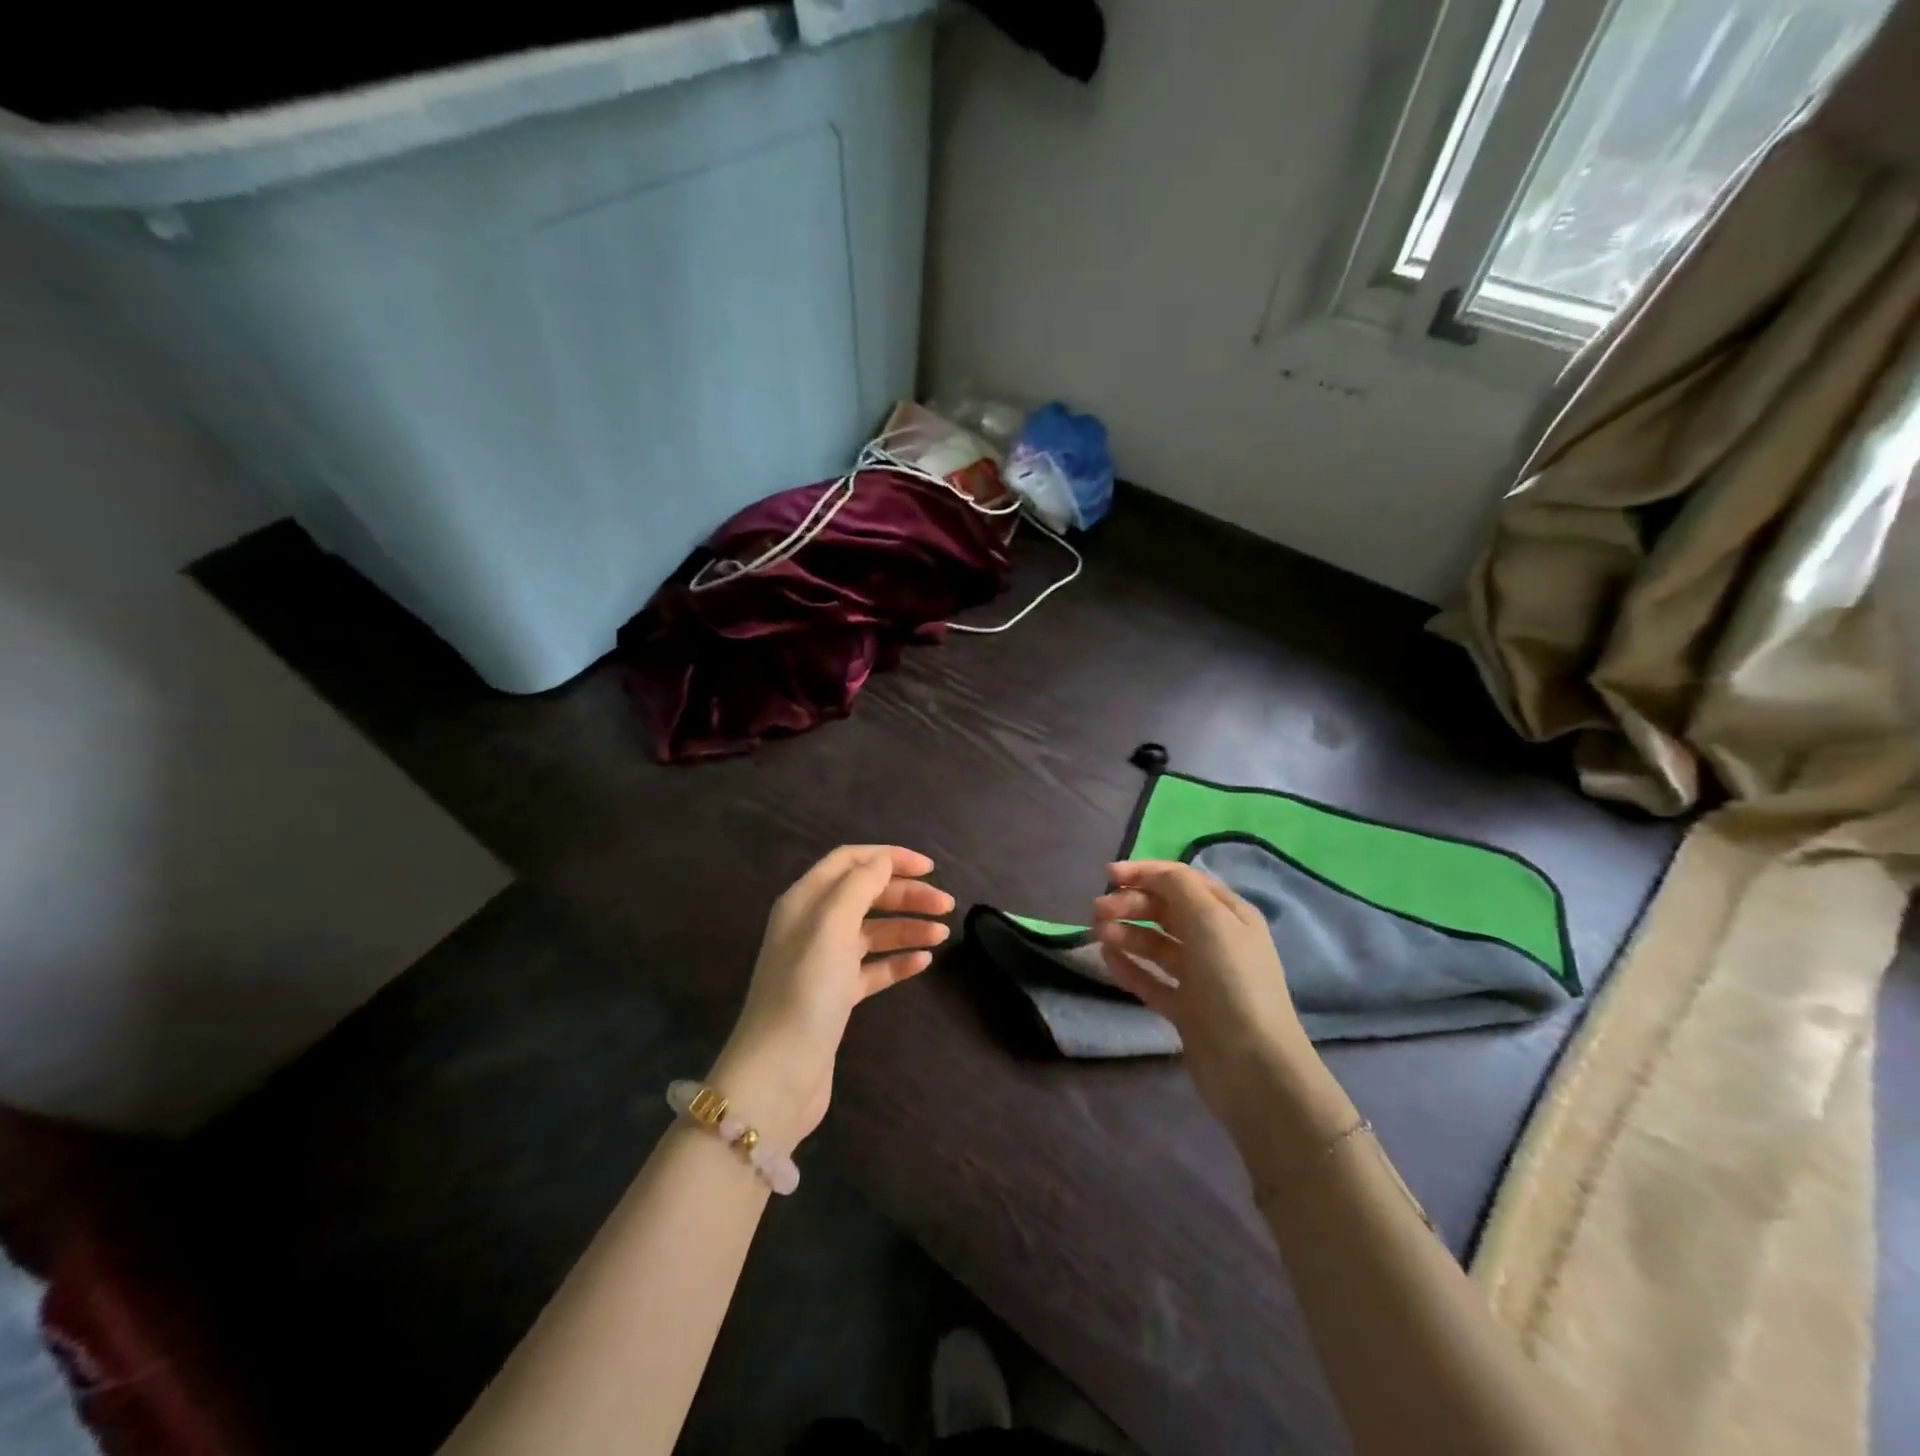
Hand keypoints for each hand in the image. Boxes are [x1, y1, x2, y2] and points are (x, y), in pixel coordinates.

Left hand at [712, 846, 953, 1147]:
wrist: (778, 1075)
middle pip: (865, 894)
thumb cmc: (806, 991)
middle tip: (946, 904)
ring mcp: (824, 963)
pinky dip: (898, 961)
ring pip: (873, 931)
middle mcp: (812, 926)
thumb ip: (859, 885)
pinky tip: (924, 962)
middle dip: (906, 894)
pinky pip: (873, 968)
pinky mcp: (836, 997)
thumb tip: (883, 860)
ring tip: (943, 934)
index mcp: (805, 901)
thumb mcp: (832, 926)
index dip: (889, 858)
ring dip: (907, 927)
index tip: (929, 867)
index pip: (849, 861)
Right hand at [1092, 860, 1319, 1137]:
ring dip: (1126, 933)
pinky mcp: (1186, 1009)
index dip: (1144, 873)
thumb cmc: (1232, 982)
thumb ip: (1178, 888)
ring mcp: (1200, 977)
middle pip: (1166, 910)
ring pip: (1156, 944)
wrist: (1252, 1066)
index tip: (1107, 875)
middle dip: (1131, 904)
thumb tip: (1152, 875)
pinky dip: (1130, 966)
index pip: (1181, 880)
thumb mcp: (1210, 920)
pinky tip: (1107, 958)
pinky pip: (1152, 979)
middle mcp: (1216, 941)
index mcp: (1229, 915)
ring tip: (1098, 934)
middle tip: (1097, 911)